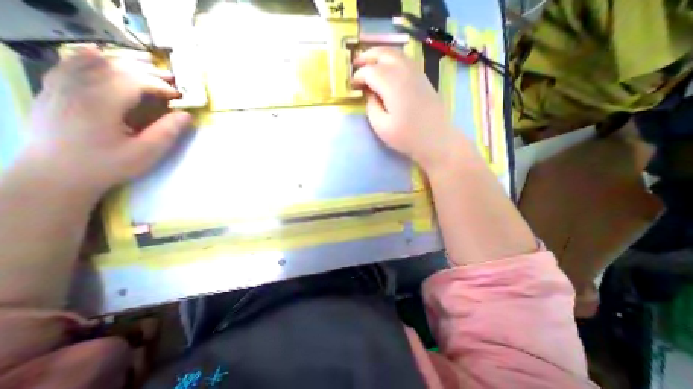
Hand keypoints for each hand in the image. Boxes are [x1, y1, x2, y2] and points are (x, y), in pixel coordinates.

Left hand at [22, 47, 190, 197]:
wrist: (55, 175)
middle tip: (171, 81)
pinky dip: (88, 58)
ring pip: (90, 61)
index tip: (179, 97)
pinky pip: (68, 64)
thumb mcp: (145, 153)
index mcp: (100, 104)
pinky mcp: (51, 91)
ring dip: (123, 63)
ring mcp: (58, 87)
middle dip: (147, 72)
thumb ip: (167, 132)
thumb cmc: (107, 165)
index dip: (160, 86)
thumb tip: (186, 115)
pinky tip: (99, 56)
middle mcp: (76, 88)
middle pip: (114, 67)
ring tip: (147, 69)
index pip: (134, 82)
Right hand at [352, 46, 457, 169]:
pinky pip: (404, 59)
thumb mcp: (381, 126)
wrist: (436, 139)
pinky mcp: (422, 77)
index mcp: (392, 84)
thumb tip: (369, 92)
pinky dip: (391, 59)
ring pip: (395, 53)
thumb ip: (371, 106)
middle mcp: (404, 71)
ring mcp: (416, 72)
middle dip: (366, 57)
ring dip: (379, 55)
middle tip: (355, 66)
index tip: (351, 85)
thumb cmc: (407, 137)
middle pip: (383, 53)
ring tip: (368, 64)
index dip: (358, 76)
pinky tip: (387, 69)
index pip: (370, 71)